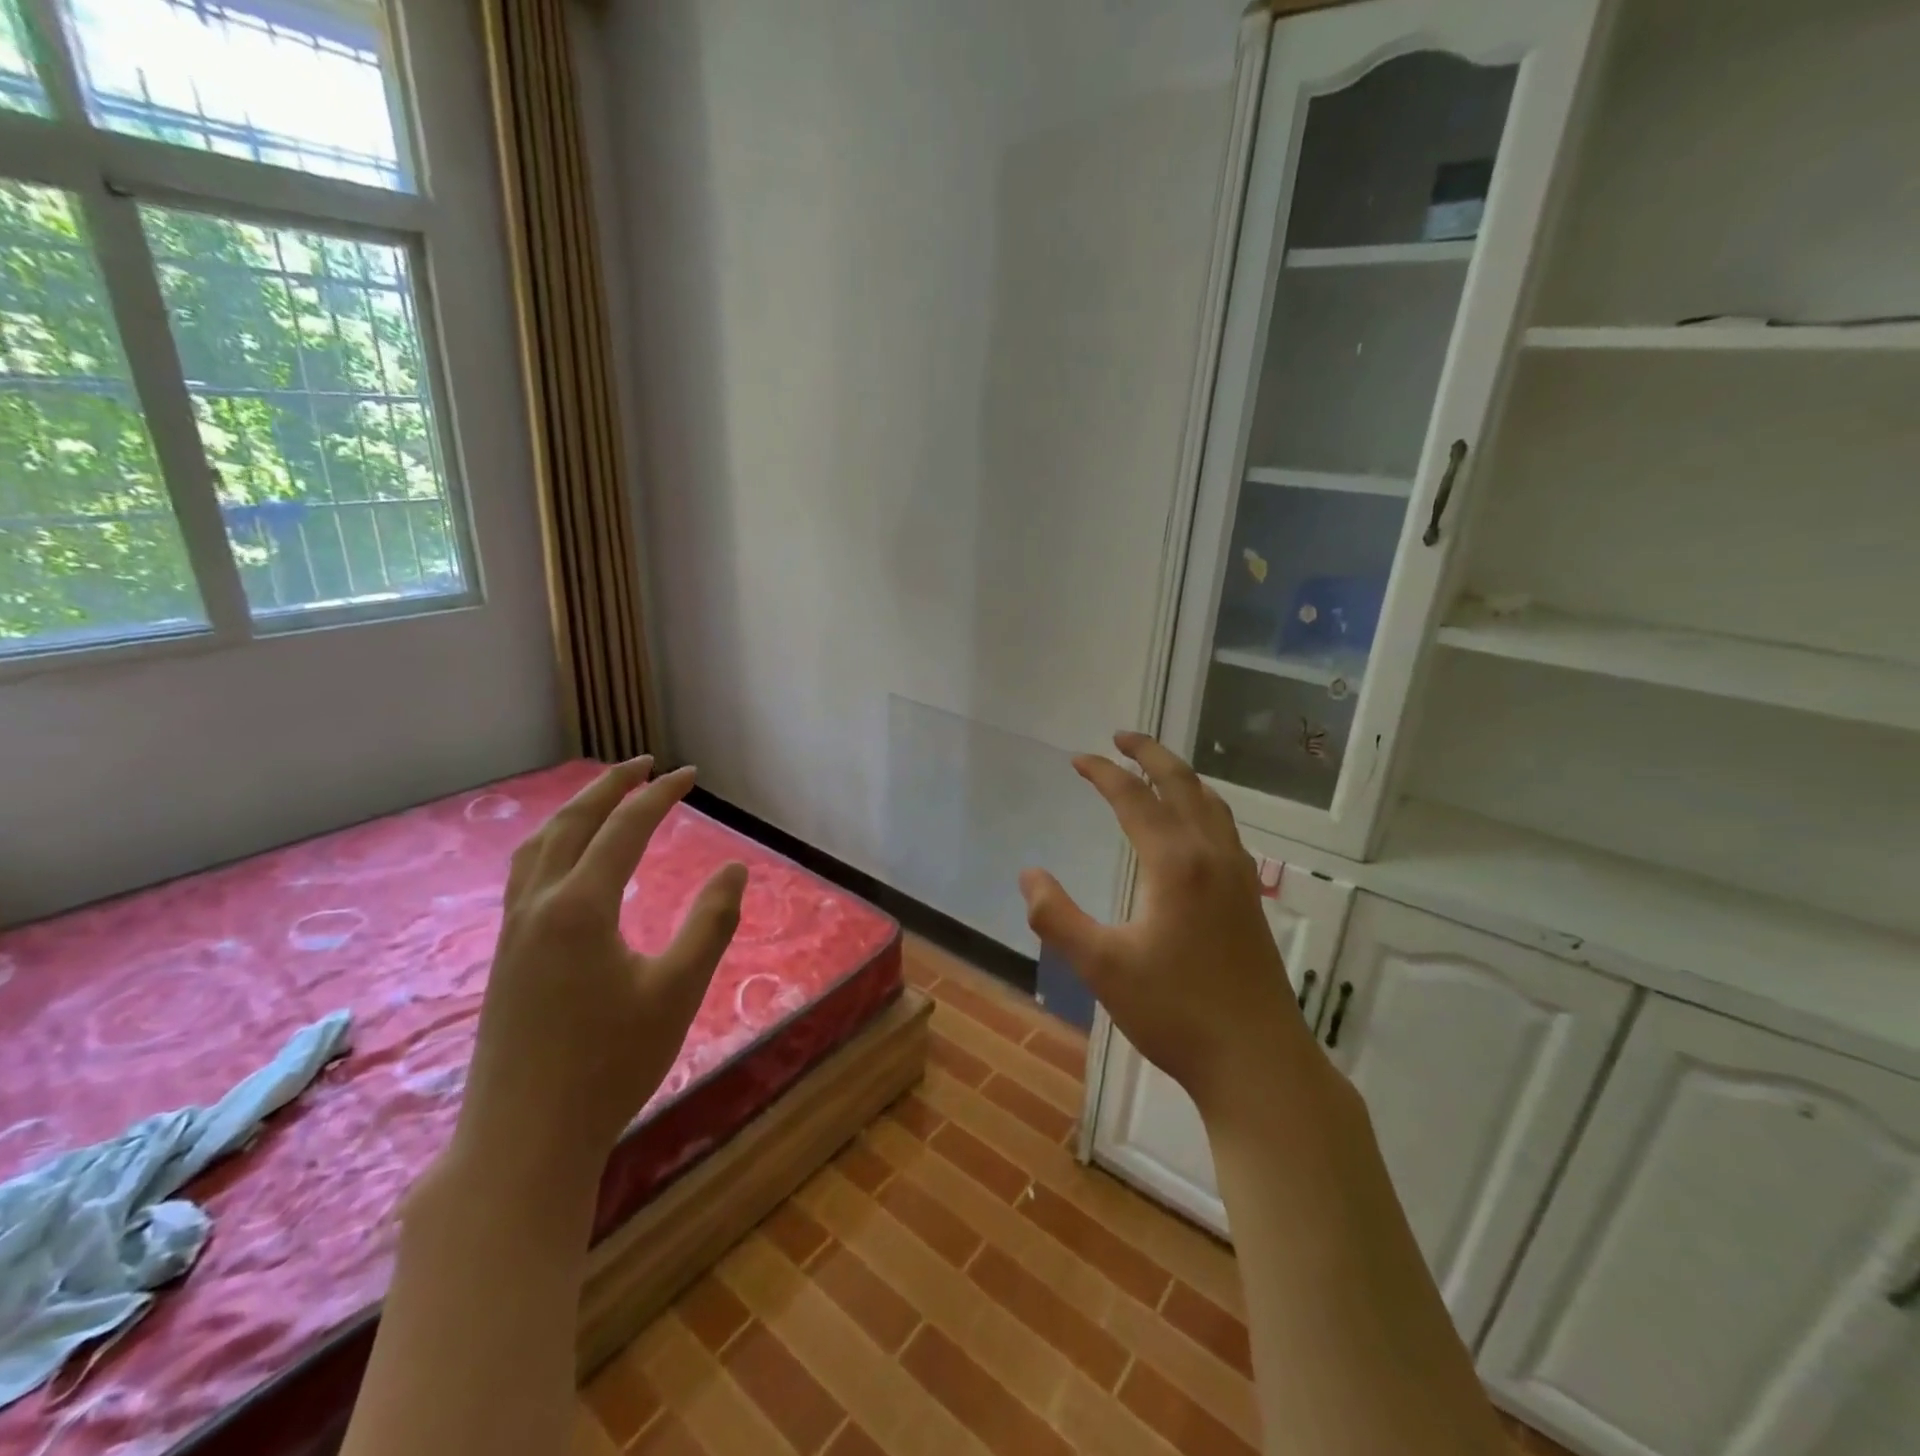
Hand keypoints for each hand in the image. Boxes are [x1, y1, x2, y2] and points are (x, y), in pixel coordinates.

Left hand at [454, 758, 747, 1181]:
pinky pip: (525, 875)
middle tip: (644, 765)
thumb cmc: (610, 1065)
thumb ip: (710, 923)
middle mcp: (539, 906)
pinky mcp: (504, 958)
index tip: (690, 775)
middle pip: (571, 823)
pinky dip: (552, 845)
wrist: (524, 1141)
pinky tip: (567, 864)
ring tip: (603, 798)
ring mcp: (513, 932)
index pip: (625, 828)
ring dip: (573, 811)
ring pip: (538, 847)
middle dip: (609, 786)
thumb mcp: (678, 991)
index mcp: (581, 907)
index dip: (660, 795)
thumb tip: (734, 869)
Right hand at [1019, 733, 1311, 1123]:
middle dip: (1149, 754)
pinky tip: (1193, 825)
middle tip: (1121, 737)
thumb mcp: (1101, 967)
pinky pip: (1224, 828)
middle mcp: (1211, 855)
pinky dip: (1202, 805)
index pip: (1134, 797)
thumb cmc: (1175, 1013)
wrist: (1257, 1061)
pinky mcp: (1249, 897)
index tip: (1077, 759)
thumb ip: (1057, 917)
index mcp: (1175, 862)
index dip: (1102, 773)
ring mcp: (1238, 875)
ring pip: (1211, 804)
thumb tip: (1028, 874)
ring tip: (1155, 770)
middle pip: (1182, 784)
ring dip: (1181, 776)